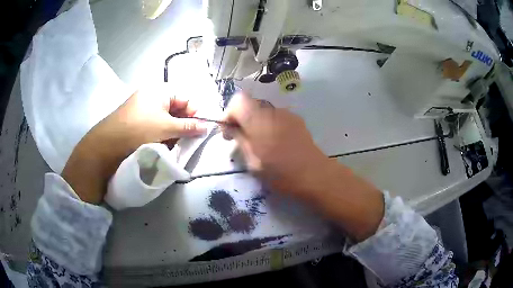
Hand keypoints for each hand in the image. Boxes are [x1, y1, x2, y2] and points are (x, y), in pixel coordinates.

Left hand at [62, 85, 206, 203]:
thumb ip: (188, 127)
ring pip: (166, 119)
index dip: (195, 113)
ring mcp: (142, 108)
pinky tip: (160, 145)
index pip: (186, 98)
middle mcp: (152, 96)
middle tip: (186, 140)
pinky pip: (155, 125)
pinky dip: (161, 134)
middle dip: (183, 125)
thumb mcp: (167, 128)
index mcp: (160, 91)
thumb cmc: (139, 130)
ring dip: (172, 132)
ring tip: (172, 145)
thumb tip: (207, 127)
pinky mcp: (136, 121)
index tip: (200, 130)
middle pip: (176, 109)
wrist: (107, 144)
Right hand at [223, 93, 383, 240]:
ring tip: (258, 143)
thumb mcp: (253, 162)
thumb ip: (240, 140)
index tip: (228, 131)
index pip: (238, 101)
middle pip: (250, 104)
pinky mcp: (296, 120)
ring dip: (255, 122)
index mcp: (259, 120)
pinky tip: (274, 142)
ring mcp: (287, 114)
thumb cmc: (281, 173)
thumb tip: (232, 129)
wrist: (315, 175)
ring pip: (263, 111)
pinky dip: (268, 125)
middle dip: (241, 118)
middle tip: (239, 138)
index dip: (229, 113)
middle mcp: (273, 111)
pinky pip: (275, 117)